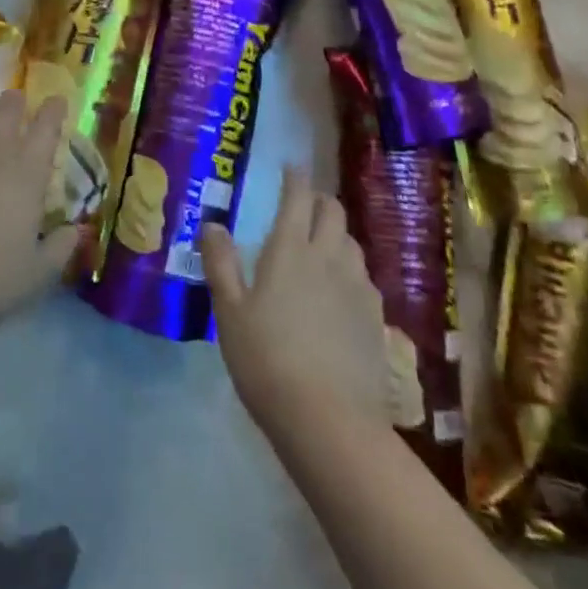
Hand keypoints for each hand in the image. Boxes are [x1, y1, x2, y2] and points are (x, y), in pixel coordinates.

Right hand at [203, 166, 392, 434]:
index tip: (291, 167)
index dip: (295, 177)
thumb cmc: (267, 361)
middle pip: (333, 211)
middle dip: (320, 199)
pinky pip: (364, 276)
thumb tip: (212, 225)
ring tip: (323, 244)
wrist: (329, 421)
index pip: (298, 197)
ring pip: (351, 242)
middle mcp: (328, 257)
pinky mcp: (376, 317)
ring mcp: (357, 286)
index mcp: (290, 249)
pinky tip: (342, 289)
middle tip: (305, 203)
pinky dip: (351, 268)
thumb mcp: (230, 313)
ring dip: (337, 233)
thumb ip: (221, 264)